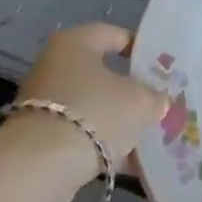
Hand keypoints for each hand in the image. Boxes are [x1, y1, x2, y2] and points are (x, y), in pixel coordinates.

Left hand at [11, 24, 166, 182]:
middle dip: (130, 92)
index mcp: (76, 41)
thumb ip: (154, 97)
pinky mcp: (39, 135)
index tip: (163, 70)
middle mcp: (54, 64)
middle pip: (102, 73)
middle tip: (158, 106)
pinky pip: (80, 133)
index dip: (142, 50)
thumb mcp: (140, 102)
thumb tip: (158, 100)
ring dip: (116, 121)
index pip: (115, 35)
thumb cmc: (95, 113)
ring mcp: (44, 101)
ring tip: (146, 139)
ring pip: (92, 106)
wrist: (41, 166)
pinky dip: (100, 143)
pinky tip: (126, 163)